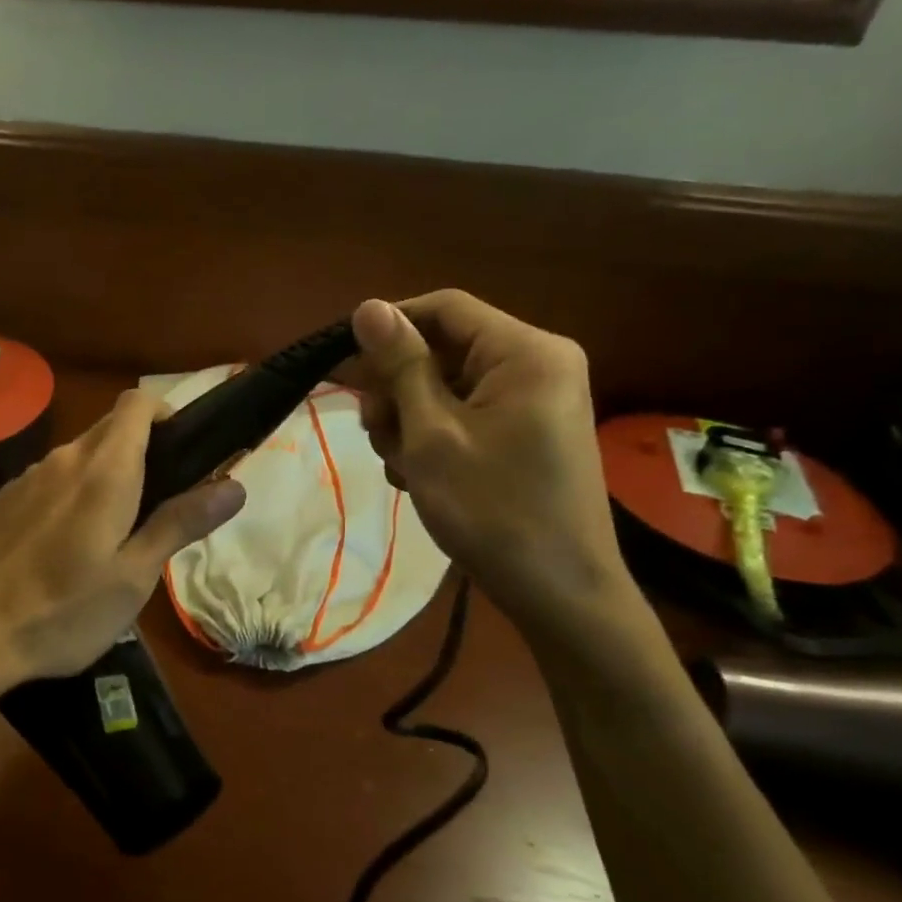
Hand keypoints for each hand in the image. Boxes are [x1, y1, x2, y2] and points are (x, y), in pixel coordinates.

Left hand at [0, 390, 246, 700]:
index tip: (183, 452)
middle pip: (111, 426)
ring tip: (115, 532)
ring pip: (80, 453)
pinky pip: (52, 477)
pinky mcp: (6, 497)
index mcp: (104, 470)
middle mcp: (64, 458)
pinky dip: (73, 491)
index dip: (166, 413)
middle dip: (142, 448)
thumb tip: (234, 485)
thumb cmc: (63, 611)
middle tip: (160, 503)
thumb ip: (180, 523)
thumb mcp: (134, 577)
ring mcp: (29, 476)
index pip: (137, 403)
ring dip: (106, 473)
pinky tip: (66, 544)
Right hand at [344, 292, 632, 633]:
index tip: (343, 363)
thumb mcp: (432, 434)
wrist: (558, 594)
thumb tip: (368, 307)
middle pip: (442, 349)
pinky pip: (462, 414)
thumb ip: (401, 366)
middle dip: (397, 387)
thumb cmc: (492, 509)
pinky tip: (418, 476)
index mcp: (526, 353)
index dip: (389, 327)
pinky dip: (431, 438)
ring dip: (407, 420)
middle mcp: (535, 365)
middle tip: (374, 431)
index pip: (444, 309)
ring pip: (443, 386)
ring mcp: (531, 402)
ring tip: (401, 466)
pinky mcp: (522, 433)